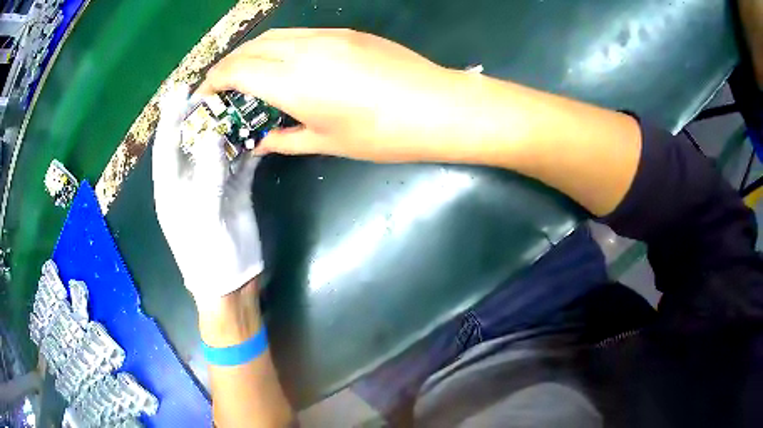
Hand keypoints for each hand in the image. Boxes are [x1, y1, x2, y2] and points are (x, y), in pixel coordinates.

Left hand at [152, 86, 263, 307]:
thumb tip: (214, 135)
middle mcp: (190, 180)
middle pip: (193, 141)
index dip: (171, 117)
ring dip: (231, 128)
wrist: (232, 284)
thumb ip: (207, 175)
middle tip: (217, 90)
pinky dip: (251, 149)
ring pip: (220, 148)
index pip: (166, 146)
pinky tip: (262, 134)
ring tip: (244, 104)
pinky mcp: (236, 190)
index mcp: (171, 188)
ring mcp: (214, 184)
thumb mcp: (202, 217)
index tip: (180, 90)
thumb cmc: (206, 257)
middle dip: (203, 116)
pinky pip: (243, 163)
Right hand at [198, 29, 472, 162]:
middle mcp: (304, 49)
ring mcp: (328, 36)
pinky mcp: (347, 32)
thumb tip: (261, 142)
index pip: (236, 71)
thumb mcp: (328, 142)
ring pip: (274, 36)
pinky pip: (299, 34)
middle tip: (222, 87)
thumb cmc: (383, 134)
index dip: (214, 82)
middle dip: (228, 66)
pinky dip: (279, 46)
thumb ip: (286, 139)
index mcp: (293, 81)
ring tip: (248, 75)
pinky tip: (284, 64)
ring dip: (253, 53)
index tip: (205, 96)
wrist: (438, 107)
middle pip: (250, 48)